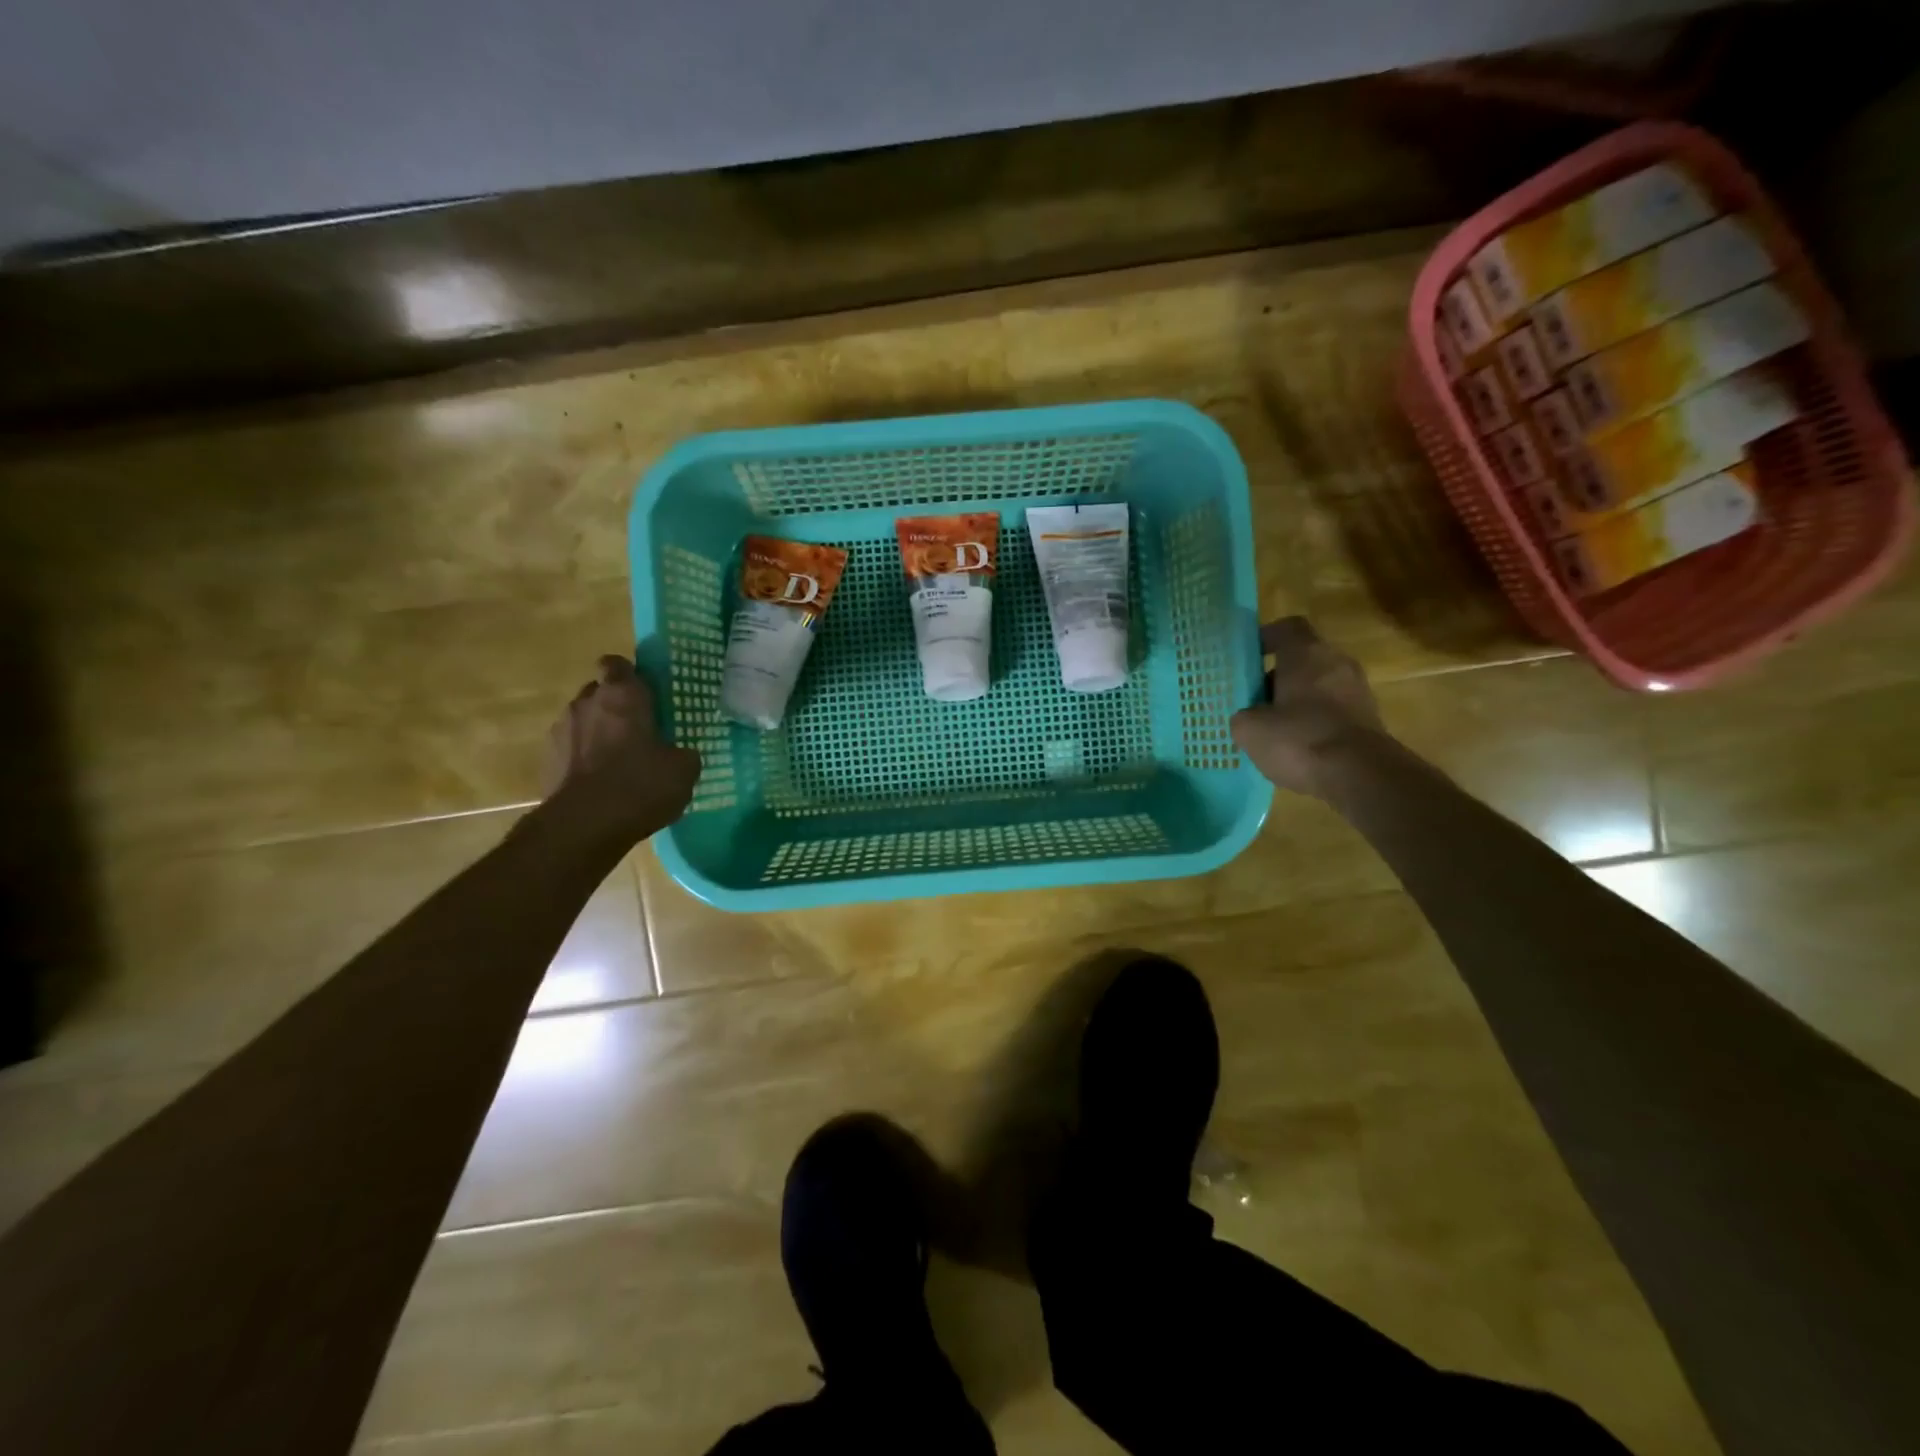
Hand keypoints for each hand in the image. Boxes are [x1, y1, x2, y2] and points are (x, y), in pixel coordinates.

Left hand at [542, 656, 700, 844]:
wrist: (584, 826)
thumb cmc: (640, 785)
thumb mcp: (684, 770)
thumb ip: (682, 753)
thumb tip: (679, 754)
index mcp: (622, 695)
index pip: (617, 664)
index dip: (629, 675)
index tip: (643, 692)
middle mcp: (586, 702)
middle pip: (598, 692)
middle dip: (614, 706)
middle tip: (638, 731)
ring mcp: (560, 731)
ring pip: (582, 721)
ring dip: (597, 734)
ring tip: (618, 763)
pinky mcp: (546, 761)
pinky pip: (570, 751)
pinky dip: (583, 760)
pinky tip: (600, 785)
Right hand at [1230, 618, 1382, 798]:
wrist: (1360, 776)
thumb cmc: (1300, 739)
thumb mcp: (1249, 729)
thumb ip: (1243, 715)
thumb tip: (1249, 717)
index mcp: (1307, 653)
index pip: (1287, 627)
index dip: (1265, 638)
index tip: (1246, 657)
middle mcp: (1337, 663)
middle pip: (1304, 658)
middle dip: (1278, 676)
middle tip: (1254, 699)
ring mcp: (1358, 691)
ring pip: (1319, 685)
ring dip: (1297, 700)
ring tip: (1273, 727)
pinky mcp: (1369, 719)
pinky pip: (1333, 710)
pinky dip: (1315, 721)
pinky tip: (1298, 746)